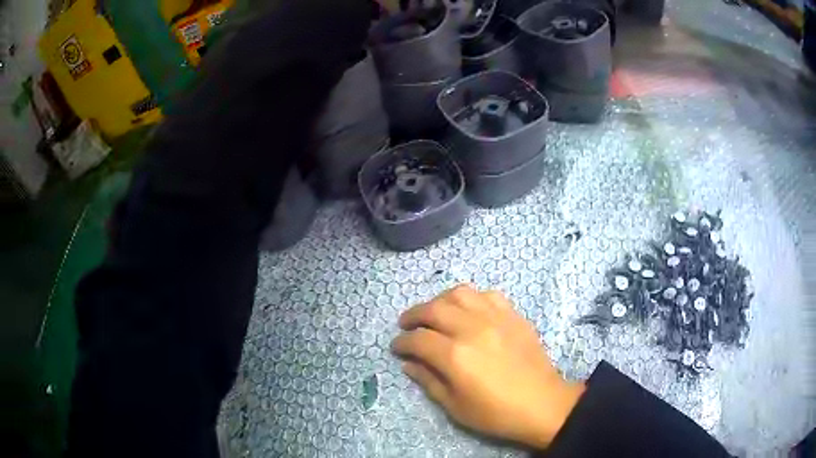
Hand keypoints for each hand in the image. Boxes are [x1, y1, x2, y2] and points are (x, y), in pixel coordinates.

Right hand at [391, 285, 584, 448]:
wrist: (541, 404)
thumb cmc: (495, 413)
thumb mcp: (455, 406)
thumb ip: (428, 381)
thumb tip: (409, 364)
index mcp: (455, 356)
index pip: (418, 339)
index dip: (402, 342)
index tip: (396, 347)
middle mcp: (472, 329)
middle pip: (433, 309)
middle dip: (413, 315)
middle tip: (406, 325)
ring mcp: (495, 318)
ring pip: (459, 294)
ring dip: (440, 301)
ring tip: (435, 313)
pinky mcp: (513, 316)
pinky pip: (487, 295)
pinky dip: (472, 299)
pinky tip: (469, 311)